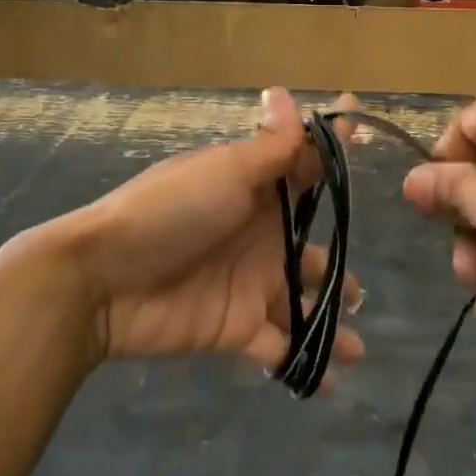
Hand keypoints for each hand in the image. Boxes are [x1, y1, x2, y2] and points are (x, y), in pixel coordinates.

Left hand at [45, 89, 364, 370]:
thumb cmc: (169, 213)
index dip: (337, 162)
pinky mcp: (236, 329)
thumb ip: (269, 147)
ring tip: (358, 348)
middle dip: (338, 271)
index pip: (306, 175)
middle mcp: (259, 239)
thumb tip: (289, 94)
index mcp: (257, 194)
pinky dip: (305, 366)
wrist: (103, 280)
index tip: (372, 142)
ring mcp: (249, 286)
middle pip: (310, 253)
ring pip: (301, 305)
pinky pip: (279, 348)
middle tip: (361, 291)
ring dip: (330, 325)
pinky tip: (331, 381)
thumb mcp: (224, 172)